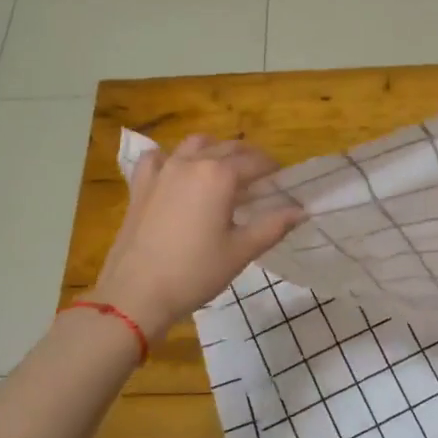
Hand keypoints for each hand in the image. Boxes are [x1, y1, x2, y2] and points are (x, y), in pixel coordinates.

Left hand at [88, 136, 304, 341]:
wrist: (136, 293)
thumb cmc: (195, 272)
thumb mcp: (241, 251)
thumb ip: (273, 226)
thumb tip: (301, 211)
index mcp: (220, 175)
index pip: (256, 161)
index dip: (273, 169)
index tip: (282, 182)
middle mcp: (192, 162)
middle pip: (228, 147)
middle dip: (248, 158)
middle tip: (260, 180)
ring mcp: (162, 170)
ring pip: (194, 145)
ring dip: (214, 151)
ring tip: (223, 172)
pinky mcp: (141, 184)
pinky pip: (158, 157)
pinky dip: (172, 158)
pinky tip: (176, 173)